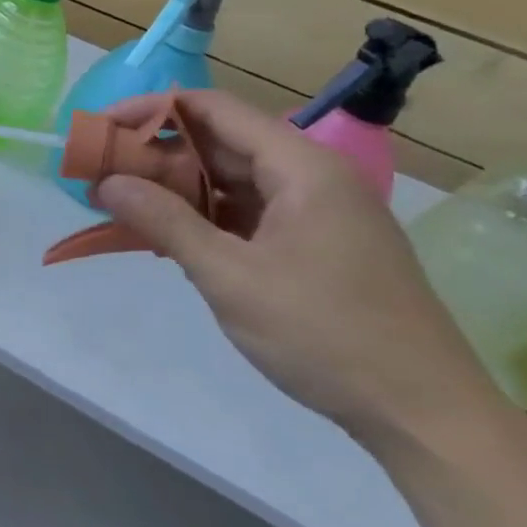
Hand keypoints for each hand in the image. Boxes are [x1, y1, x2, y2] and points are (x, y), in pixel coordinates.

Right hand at [93, 91, 498, 443]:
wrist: (427, 416)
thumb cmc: (326, 335)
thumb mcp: (230, 277)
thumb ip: (165, 222)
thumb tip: (106, 182)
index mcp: (302, 168)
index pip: (214, 110)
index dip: (152, 109)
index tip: (101, 126)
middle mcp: (311, 178)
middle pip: (220, 142)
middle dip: (155, 152)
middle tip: (99, 170)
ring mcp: (316, 213)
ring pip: (231, 180)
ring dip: (174, 187)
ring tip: (119, 201)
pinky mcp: (314, 246)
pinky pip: (245, 213)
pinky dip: (202, 216)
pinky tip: (165, 235)